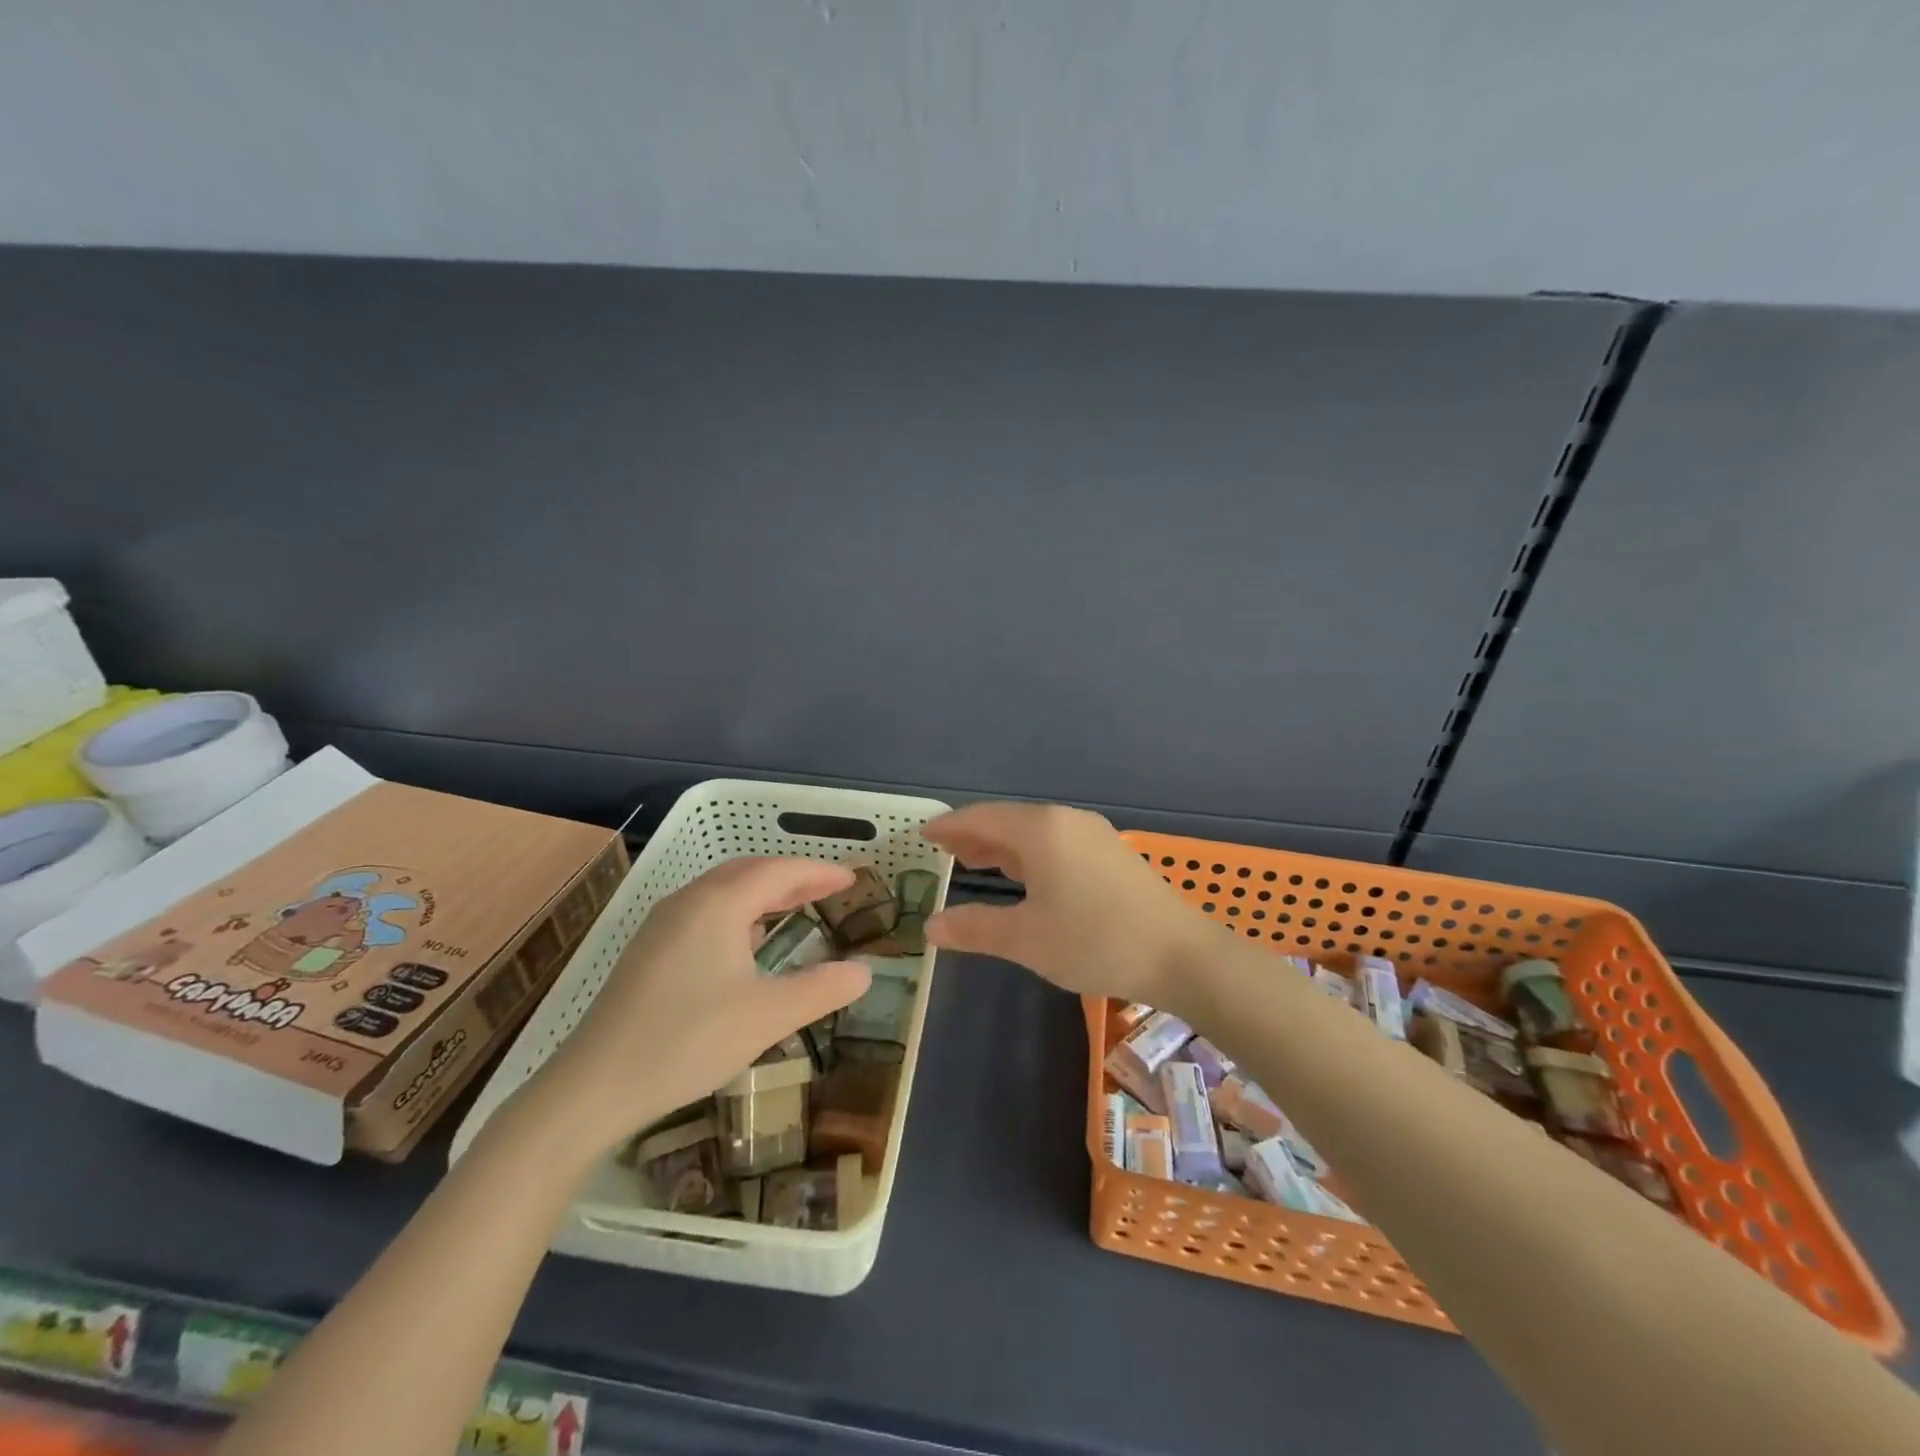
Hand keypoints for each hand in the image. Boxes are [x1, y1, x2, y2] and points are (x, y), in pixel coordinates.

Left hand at [517, 857, 870, 1158]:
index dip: (819, 872)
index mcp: (719, 904)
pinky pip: (705, 910)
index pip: (779, 871)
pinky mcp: (648, 949)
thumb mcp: (767, 1016)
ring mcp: (662, 924)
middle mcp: (689, 901)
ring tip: (795, 906)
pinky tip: (746, 941)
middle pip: (749, 872)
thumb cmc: (687, 1041)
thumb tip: (865, 972)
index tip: (852, 879)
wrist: (592, 1086)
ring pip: (723, 890)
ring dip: (763, 892)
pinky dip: (739, 910)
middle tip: (828, 888)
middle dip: (792, 876)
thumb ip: (821, 990)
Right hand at [923, 803, 1217, 1007]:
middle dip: (974, 836)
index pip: (982, 818)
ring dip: (1003, 846)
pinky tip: (1025, 877)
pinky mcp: (1111, 854)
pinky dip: (1029, 855)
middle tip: (944, 851)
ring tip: (975, 863)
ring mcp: (1093, 835)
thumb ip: (974, 928)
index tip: (924, 833)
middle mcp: (1066, 821)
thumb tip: (930, 925)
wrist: (1181, 955)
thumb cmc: (1095, 941)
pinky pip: (1057, 843)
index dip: (950, 825)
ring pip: (1035, 833)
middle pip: (1009, 821)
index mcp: (1041, 830)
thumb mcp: (1026, 939)